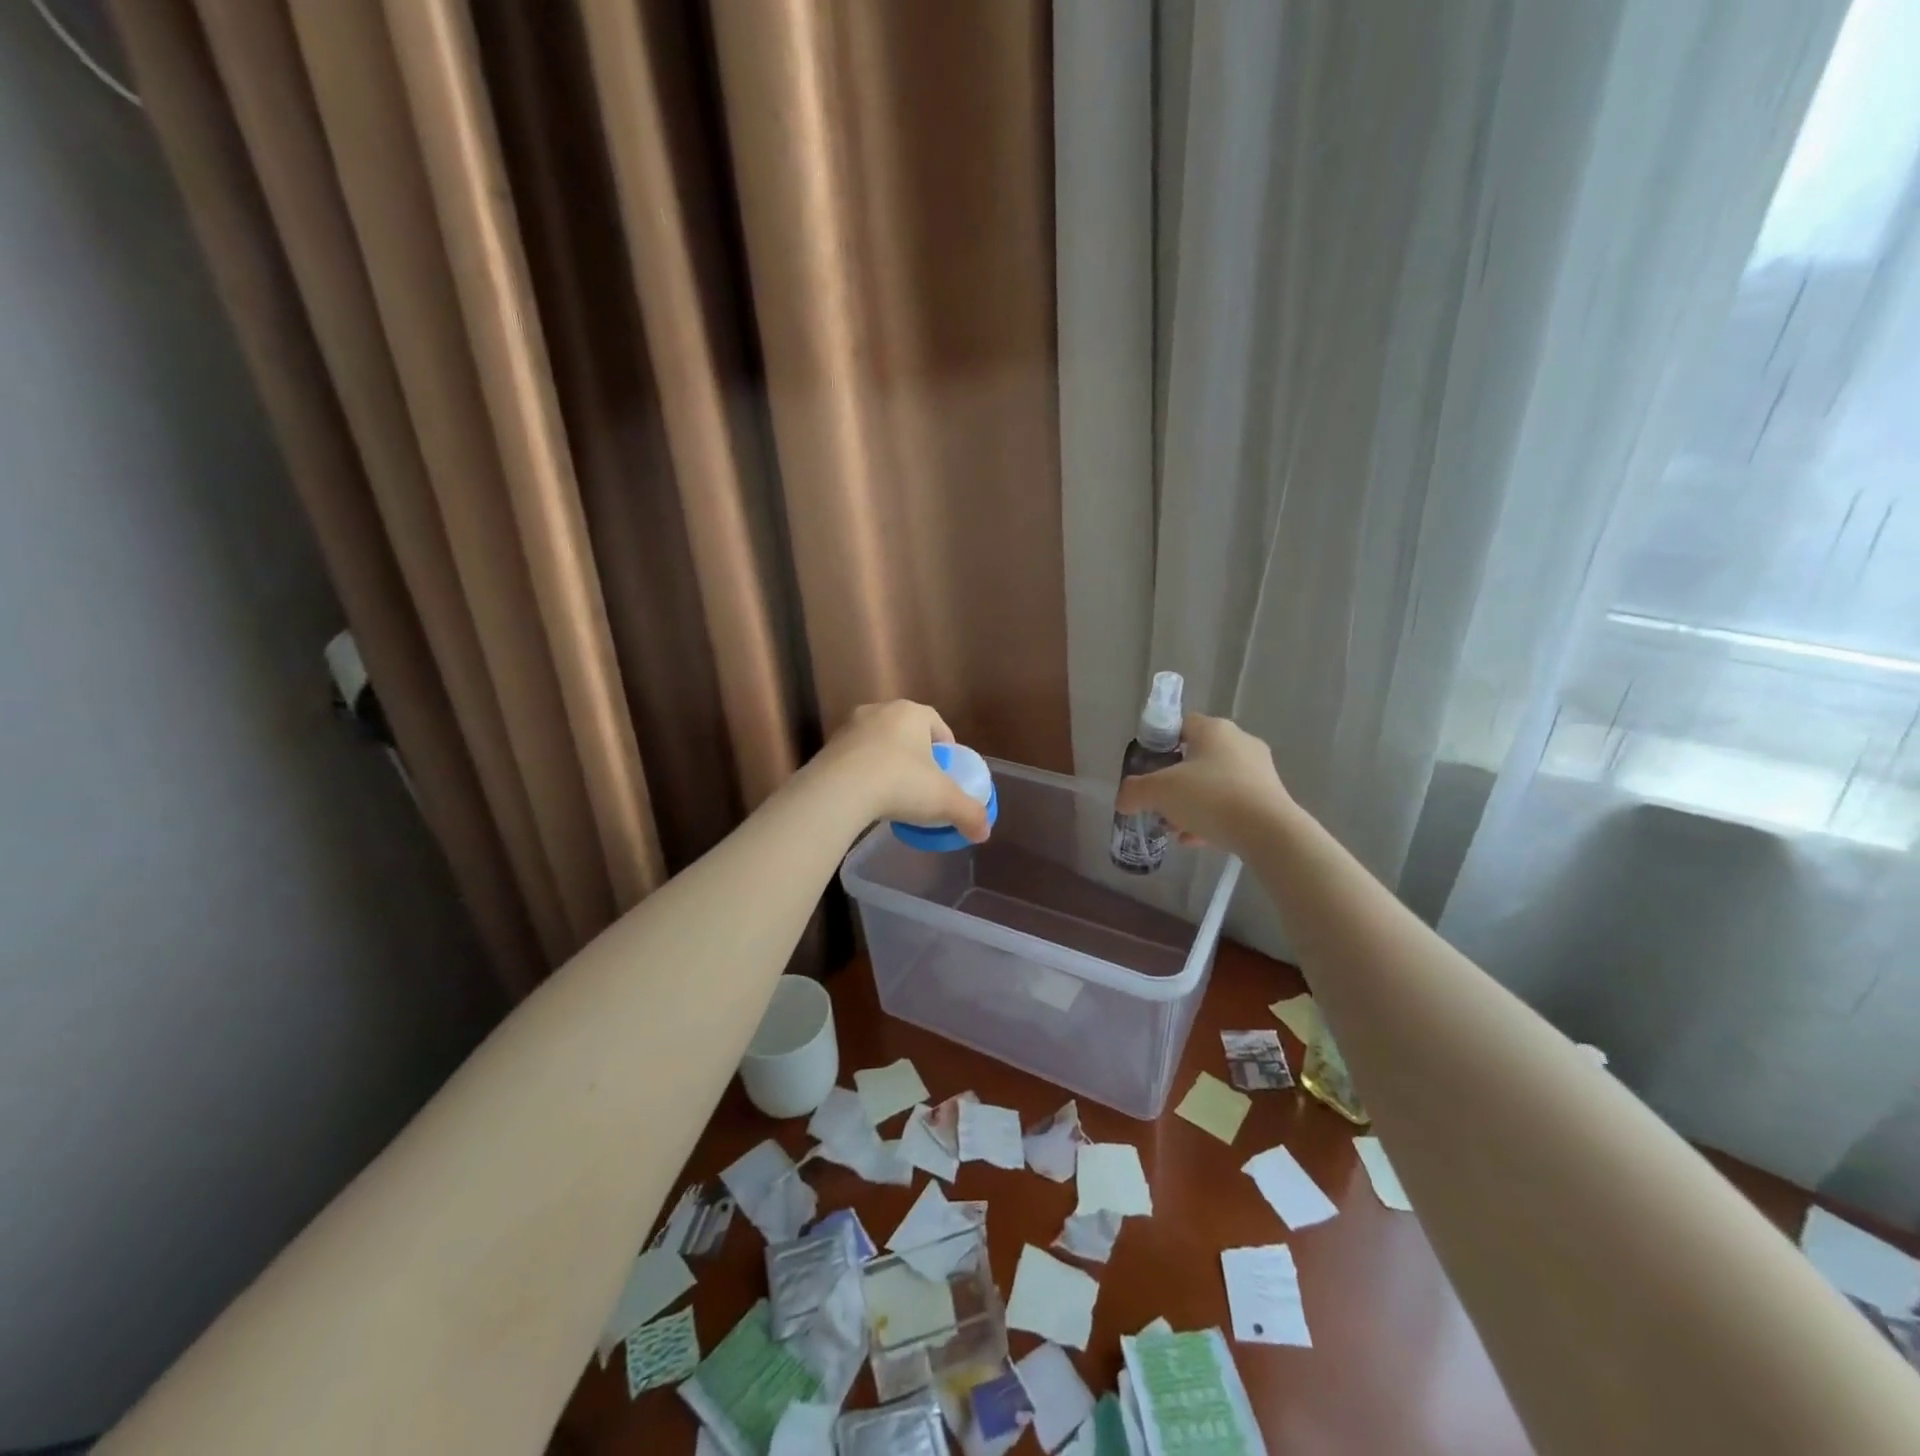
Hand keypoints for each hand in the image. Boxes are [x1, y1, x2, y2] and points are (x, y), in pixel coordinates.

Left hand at [813, 701, 992, 841]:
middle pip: (905, 731)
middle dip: (915, 753)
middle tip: (922, 782)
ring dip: (886, 762)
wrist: (838, 792)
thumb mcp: (944, 801)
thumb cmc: (899, 784)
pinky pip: (854, 759)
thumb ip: (969, 814)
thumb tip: (984, 832)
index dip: (946, 746)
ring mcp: (849, 728)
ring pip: (877, 743)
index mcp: (911, 713)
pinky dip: (863, 773)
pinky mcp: (826, 748)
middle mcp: (879, 711)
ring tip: (892, 792)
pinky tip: (867, 798)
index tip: (947, 770)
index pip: (936, 723)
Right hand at [1114, 713, 1288, 856]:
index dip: (1160, 744)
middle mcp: (1239, 742)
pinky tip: (1197, 840)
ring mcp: (1259, 770)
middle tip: (1159, 804)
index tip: (1148, 768)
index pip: (1180, 725)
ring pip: (1214, 784)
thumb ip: (1135, 792)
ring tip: (1175, 828)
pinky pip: (1232, 803)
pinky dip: (1213, 817)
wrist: (1269, 832)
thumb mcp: (1159, 792)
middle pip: (1196, 758)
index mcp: (1214, 729)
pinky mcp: (1270, 798)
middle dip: (1174, 783)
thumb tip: (1123, 799)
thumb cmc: (1210, 797)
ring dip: (1192, 804)